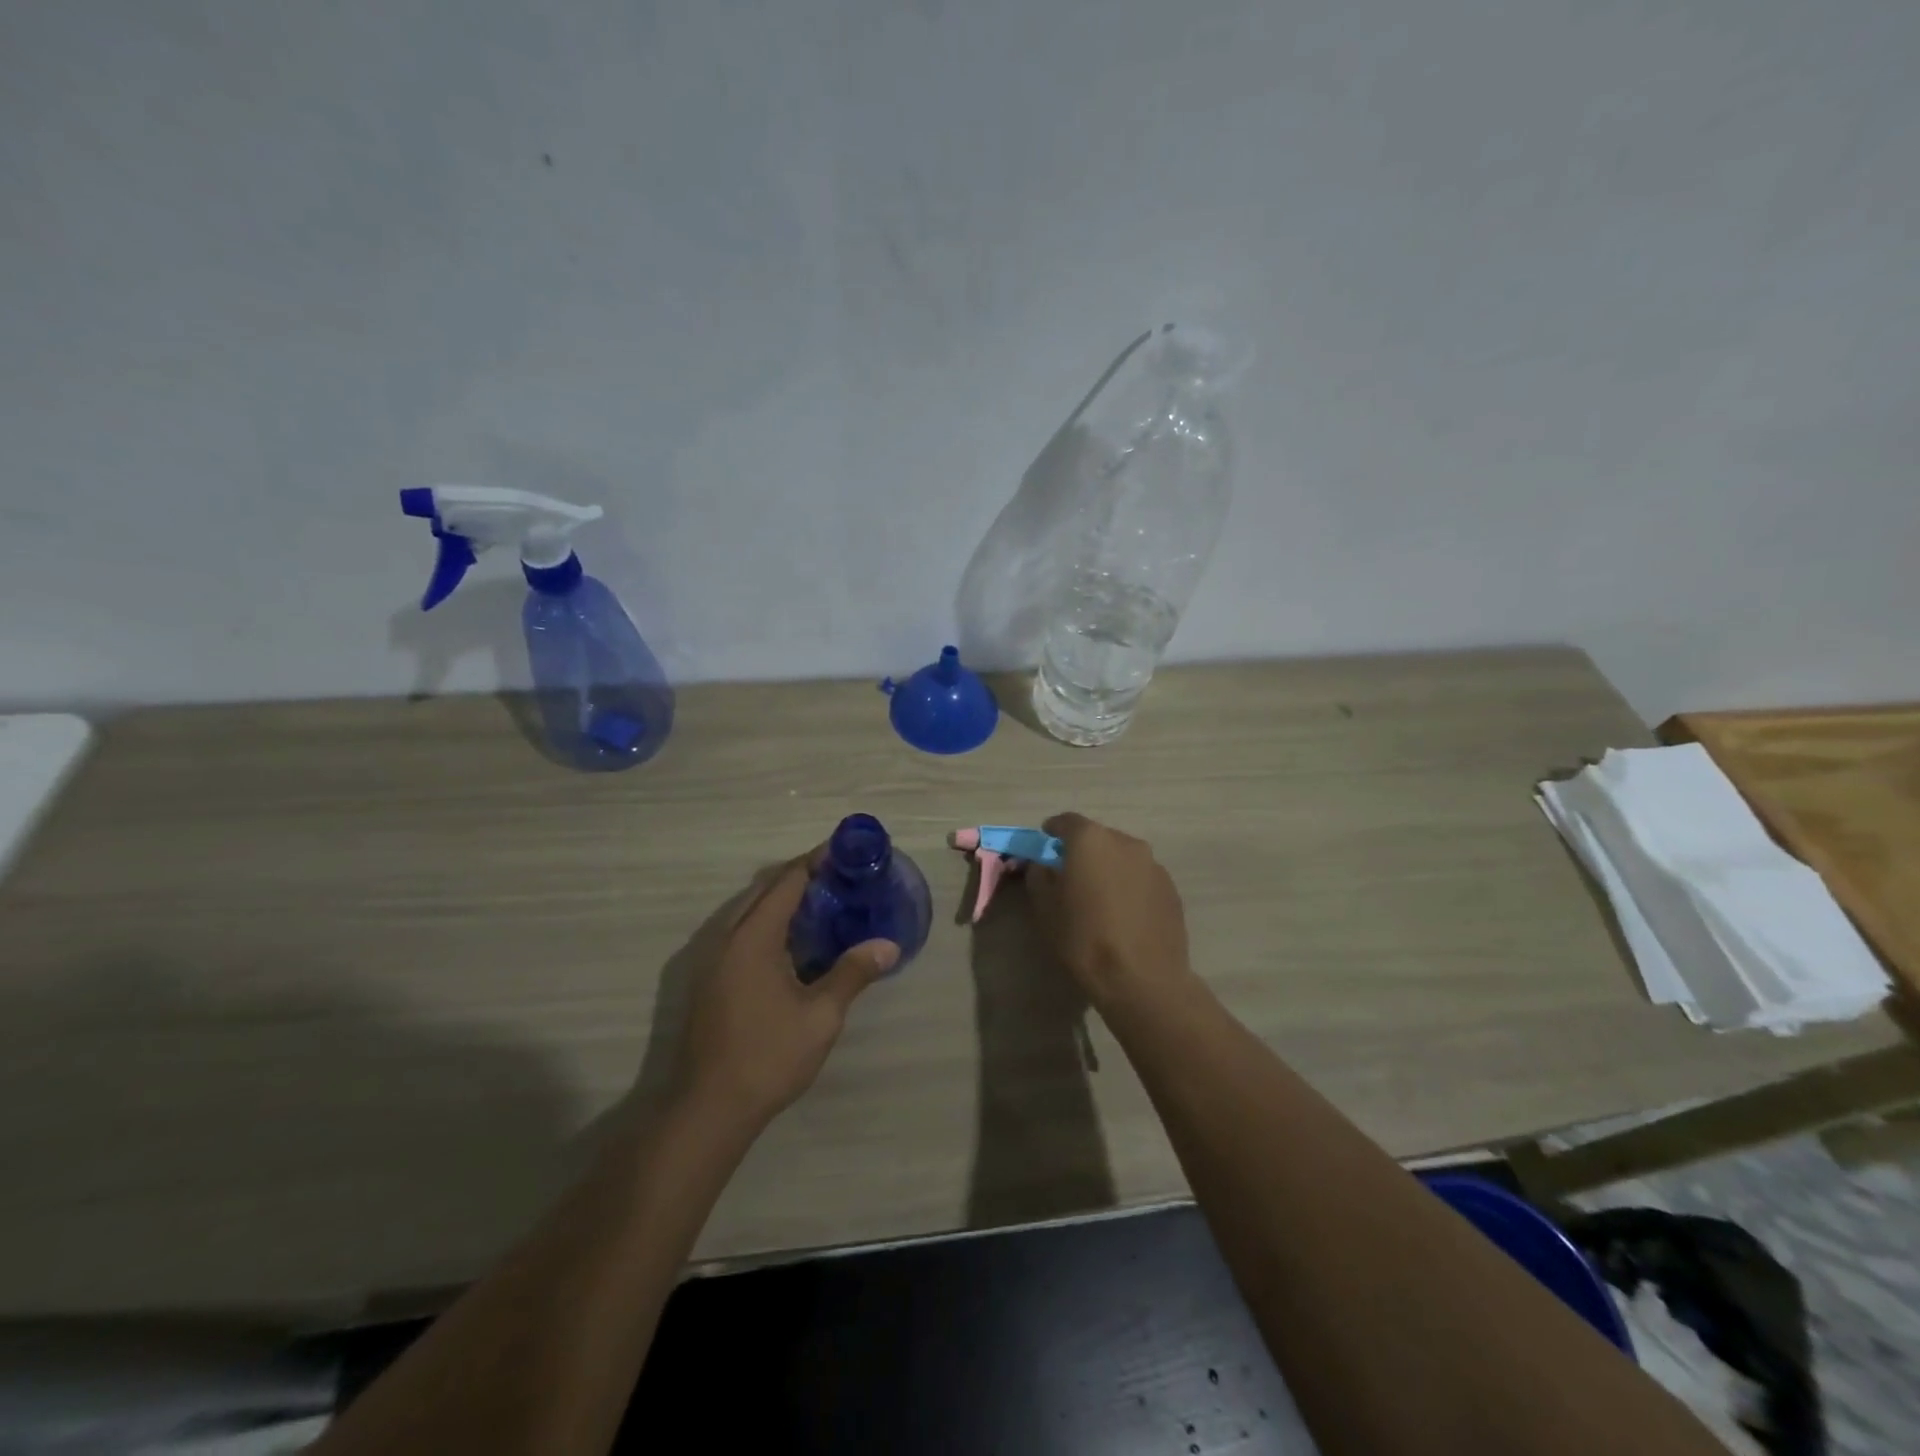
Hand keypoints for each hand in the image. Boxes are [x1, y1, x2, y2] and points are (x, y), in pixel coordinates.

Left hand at [675, 852, 898, 1130]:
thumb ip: (853, 972)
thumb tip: (889, 945)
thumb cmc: (768, 1056)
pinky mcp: (709, 979)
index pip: (787, 881)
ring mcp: (713, 959)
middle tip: (841, 875)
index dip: (816, 860)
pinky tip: (794, 942)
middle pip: (764, 889)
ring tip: (823, 902)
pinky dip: (768, 921)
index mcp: (753, 937)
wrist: (708, 1108)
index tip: (846, 850)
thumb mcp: (821, 1015)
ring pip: (749, 910)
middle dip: (800, 875)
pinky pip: (741, 931)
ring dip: (781, 898)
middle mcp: (727, 937)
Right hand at [1026, 813, 1192, 1009]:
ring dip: (1108, 869)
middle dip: (1082, 852)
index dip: (1053, 832)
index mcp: (1090, 840)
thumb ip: (1039, 876)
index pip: (1066, 822)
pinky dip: (1129, 886)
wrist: (1142, 978)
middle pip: (1097, 837)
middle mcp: (1125, 842)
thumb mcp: (1045, 908)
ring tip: (1100, 899)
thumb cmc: (1084, 939)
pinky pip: (1141, 877)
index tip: (1045, 845)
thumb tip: (1043, 865)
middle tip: (1071, 877)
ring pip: (1122, 857)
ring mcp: (1153, 864)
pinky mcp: (1171, 888)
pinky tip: (1124, 914)